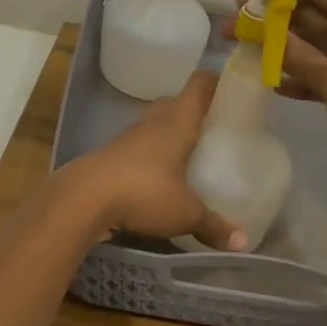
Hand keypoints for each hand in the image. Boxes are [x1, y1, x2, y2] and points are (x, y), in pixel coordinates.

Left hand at [64, 73, 246, 250]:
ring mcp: (127, 137)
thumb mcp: (185, 214)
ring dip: (168, 133)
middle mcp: (152, 122)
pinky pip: (137, 147)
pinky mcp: (110, 155)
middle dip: (192, 111)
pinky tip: (157, 177)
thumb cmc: (143, 192)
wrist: (83, 198)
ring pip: (153, 124)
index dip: (215, 82)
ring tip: (188, 154)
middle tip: (212, 128)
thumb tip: (243, 243)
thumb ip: (214, 226)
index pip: (198, 86)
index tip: (232, 89)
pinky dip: (149, 155)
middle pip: (174, 103)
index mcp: (177, 123)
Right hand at [255, 0, 326, 205]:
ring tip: (238, 52)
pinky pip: (314, 70)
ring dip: (276, 46)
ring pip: (307, 41)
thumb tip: (258, 31)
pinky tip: (268, 84)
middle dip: (269, 18)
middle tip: (230, 29)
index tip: (242, 2)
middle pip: (306, 10)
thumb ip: (296, 54)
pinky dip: (293, 74)